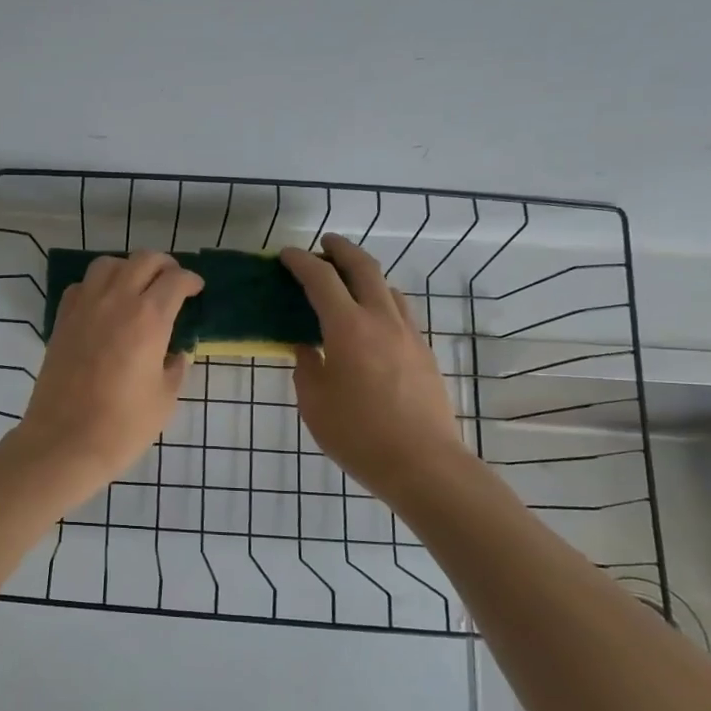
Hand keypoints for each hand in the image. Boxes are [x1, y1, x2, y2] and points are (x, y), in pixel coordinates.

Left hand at [6, 251, 202, 497]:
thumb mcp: (165, 399)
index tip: (196, 289)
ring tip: (136, 287)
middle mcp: (116, 301)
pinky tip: (104, 304)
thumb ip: (175, 368)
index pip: (175, 280)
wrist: (65, 441)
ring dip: (128, 268)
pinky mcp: (62, 320)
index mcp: (149, 318)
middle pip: (143, 260)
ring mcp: (84, 307)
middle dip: (163, 265)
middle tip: (172, 282)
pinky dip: (97, 285)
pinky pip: (81, 286)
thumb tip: (176, 353)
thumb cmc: (123, 425)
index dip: (190, 280)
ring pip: (108, 264)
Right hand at [281, 235, 470, 501]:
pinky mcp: (424, 353)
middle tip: (323, 245)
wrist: (423, 464)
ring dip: (365, 274)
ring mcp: (408, 335)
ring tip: (347, 283)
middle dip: (341, 249)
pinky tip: (371, 321)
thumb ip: (307, 368)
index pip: (321, 279)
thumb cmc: (358, 435)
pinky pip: (400, 312)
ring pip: (387, 287)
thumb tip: (307, 348)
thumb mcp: (315, 403)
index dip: (301, 262)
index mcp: (348, 328)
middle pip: (364, 267)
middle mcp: (381, 320)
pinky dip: (381, 301)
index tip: (285, 255)